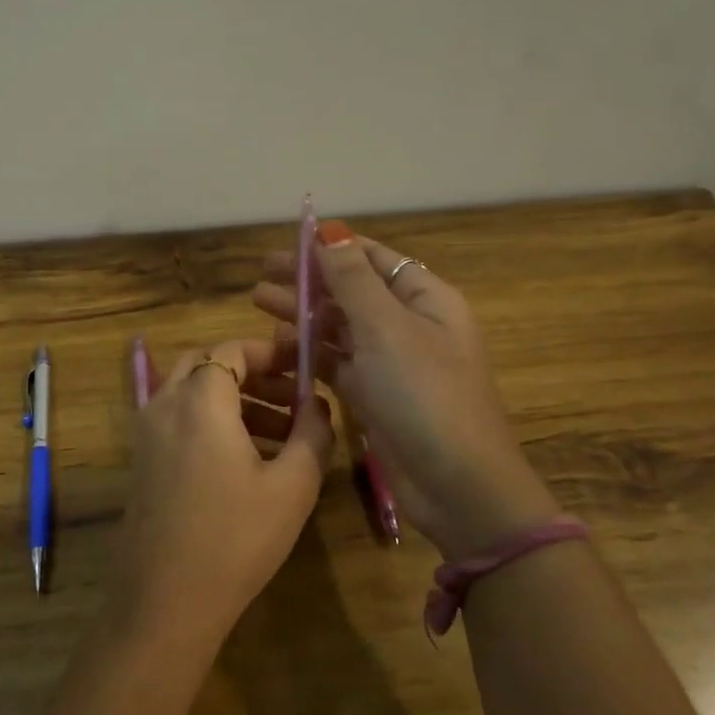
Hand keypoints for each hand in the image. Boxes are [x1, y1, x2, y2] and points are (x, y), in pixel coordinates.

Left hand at [107, 337, 334, 656]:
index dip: (271, 351)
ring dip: (237, 401)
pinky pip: (179, 422)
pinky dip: (213, 423)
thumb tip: (319, 404)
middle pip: (207, 365)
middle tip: (294, 398)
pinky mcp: (142, 462)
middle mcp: (164, 406)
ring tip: (284, 436)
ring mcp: (147, 435)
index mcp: (199, 400)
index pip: (231, 350)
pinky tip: (249, 461)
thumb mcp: (292, 485)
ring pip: (193, 395)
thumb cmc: (236, 537)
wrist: (165, 600)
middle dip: (253, 374)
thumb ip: (313, 433)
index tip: (304, 366)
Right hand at [252, 221, 556, 557]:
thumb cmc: (425, 395)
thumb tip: (331, 230)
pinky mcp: (374, 396)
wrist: (456, 485)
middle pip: (351, 291)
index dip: (332, 247)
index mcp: (425, 299)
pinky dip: (310, 352)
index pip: (374, 258)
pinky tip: (279, 346)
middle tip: (261, 275)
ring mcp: (390, 363)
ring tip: (258, 303)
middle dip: (309, 280)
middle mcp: (409, 325)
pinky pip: (337, 363)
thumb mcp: (387, 328)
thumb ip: (352, 280)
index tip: (288, 242)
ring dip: (303, 314)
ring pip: (340, 327)